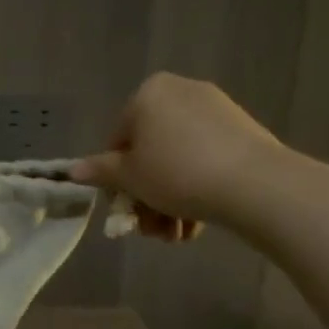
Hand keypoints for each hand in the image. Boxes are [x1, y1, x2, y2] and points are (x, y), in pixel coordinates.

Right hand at [69, 74, 281, 239]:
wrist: (257, 185)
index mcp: (148, 94)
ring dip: (170, 200)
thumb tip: (72, 170)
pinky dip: (198, 188)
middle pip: (151, 151)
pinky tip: (197, 224)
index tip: (126, 207)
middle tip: (151, 228)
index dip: (117, 178)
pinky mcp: (244, 132)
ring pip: (179, 160)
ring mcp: (217, 111)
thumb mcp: (129, 177)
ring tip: (176, 235)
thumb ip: (99, 171)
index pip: (118, 140)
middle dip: (148, 195)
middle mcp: (181, 92)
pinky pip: (207, 159)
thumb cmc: (177, 173)